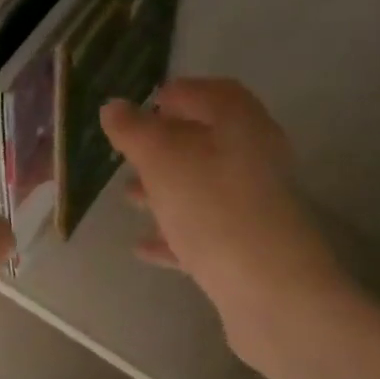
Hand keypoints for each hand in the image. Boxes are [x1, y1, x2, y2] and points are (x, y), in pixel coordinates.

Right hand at [101, 79, 344, 331]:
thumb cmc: (211, 205)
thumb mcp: (162, 158)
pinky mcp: (245, 246)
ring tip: (127, 197)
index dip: (179, 93)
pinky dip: (173, 233)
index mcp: (241, 124)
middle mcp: (254, 158)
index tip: (145, 104)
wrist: (266, 285)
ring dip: (165, 189)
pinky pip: (203, 231)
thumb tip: (113, 107)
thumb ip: (134, 130)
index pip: (212, 93)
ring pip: (202, 188)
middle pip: (206, 142)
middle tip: (128, 153)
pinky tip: (143, 245)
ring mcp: (252, 205)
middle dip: (165, 146)